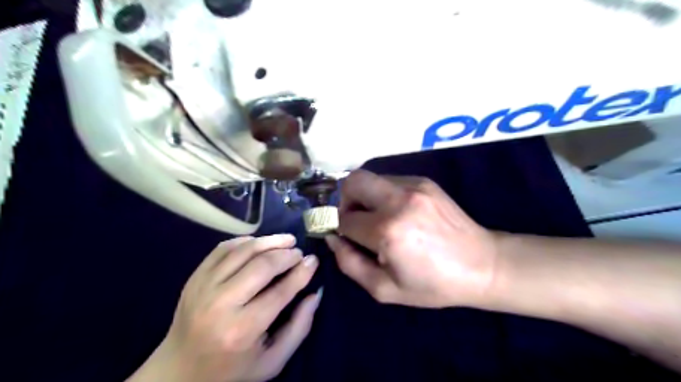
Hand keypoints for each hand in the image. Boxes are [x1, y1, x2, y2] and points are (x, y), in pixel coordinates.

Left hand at [130, 234, 321, 379]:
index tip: (314, 260)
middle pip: (262, 265)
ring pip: (243, 251)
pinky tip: (259, 243)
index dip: (301, 272)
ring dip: (269, 241)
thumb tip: (315, 293)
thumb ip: (299, 327)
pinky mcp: (194, 278)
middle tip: (299, 253)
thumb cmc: (231, 369)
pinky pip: (223, 248)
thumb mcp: (272, 361)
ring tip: (286, 240)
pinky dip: (245, 241)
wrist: (178, 371)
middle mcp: (221, 304)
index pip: (280, 291)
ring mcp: (203, 287)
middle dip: (287, 254)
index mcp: (242, 330)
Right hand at [324, 171, 497, 308]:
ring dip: (365, 197)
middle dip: (344, 199)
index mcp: (387, 231)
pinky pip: (390, 181)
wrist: (482, 265)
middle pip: (352, 181)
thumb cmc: (433, 284)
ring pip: (370, 178)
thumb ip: (349, 263)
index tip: (343, 236)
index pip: (344, 219)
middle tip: (353, 219)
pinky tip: (398, 213)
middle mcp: (398, 200)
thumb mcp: (384, 289)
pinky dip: (383, 195)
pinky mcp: (424, 181)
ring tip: (377, 218)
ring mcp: (414, 186)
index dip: (338, 228)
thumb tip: (332, 238)